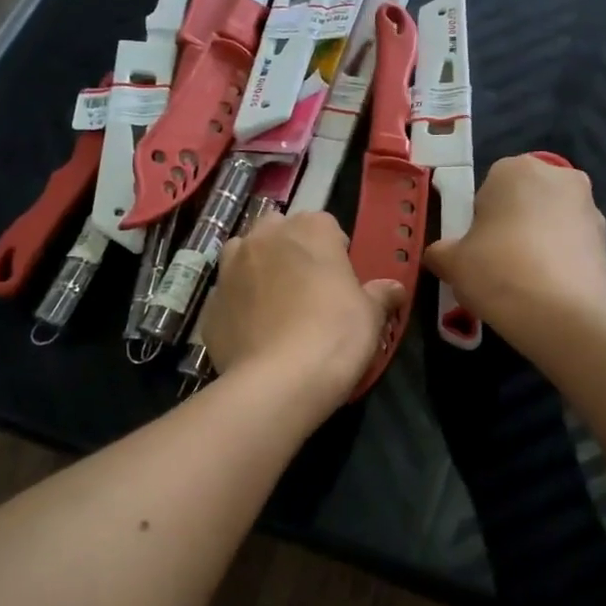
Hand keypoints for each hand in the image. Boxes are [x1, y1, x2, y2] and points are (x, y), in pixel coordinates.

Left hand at [201, 212, 405, 413]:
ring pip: (244, 255)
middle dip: (290, 250)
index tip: (341, 277)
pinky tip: (254, 333)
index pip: (324, 224)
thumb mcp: (371, 315)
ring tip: (275, 303)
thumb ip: (380, 295)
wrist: (278, 380)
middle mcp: (263, 238)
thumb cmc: (335, 335)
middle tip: (307, 286)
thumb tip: (394, 288)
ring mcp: (230, 269)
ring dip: (258, 269)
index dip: (334, 249)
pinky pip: (228, 296)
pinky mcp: (210, 304)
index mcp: (309, 230)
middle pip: (278, 231)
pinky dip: (239, 306)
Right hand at [424, 154, 605, 344]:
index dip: (478, 220)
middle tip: (495, 265)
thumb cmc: (498, 271)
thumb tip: (439, 255)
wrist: (564, 314)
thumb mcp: (451, 262)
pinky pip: (570, 248)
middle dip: (510, 227)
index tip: (474, 250)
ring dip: (536, 244)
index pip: (488, 188)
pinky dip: (558, 263)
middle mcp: (558, 177)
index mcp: (516, 168)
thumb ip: (440, 252)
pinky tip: (545, 293)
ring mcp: (589, 208)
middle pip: (523, 202)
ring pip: (549, 224)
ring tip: (521, 284)